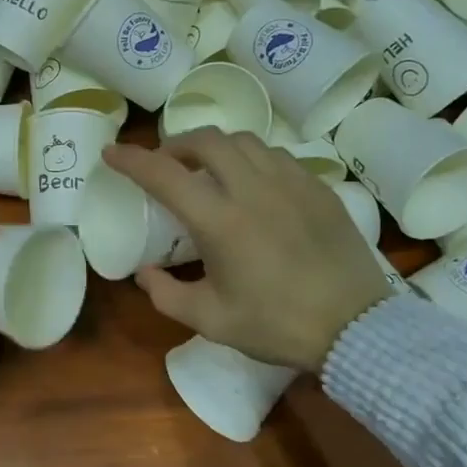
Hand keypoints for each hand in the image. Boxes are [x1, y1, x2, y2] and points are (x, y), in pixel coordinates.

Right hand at [103, 130, 393, 371]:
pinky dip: (252, 159)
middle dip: (177, 144)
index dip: (131, 159)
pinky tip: (253, 185)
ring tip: (210, 171)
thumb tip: (144, 273)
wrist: (355, 327)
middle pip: (206, 139)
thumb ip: (166, 294)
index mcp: (220, 221)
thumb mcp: (210, 320)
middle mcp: (253, 189)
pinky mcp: (318, 188)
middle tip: (167, 165)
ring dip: (216, 148)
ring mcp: (291, 183)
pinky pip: (277, 156)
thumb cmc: (276, 325)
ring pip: (245, 141)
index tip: (112, 152)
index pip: (164, 174)